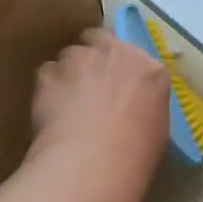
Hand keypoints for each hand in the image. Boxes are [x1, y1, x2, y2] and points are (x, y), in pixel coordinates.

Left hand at [27, 27, 169, 201]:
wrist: (93, 162)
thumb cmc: (134, 155)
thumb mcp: (156, 128)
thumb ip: (143, 104)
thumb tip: (130, 108)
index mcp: (149, 69)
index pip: (132, 55)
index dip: (120, 69)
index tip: (114, 86)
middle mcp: (115, 53)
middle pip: (98, 39)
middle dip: (92, 56)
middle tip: (88, 85)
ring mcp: (79, 59)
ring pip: (69, 56)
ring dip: (69, 73)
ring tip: (66, 104)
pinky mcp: (49, 73)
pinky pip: (47, 75)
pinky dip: (48, 90)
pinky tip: (50, 114)